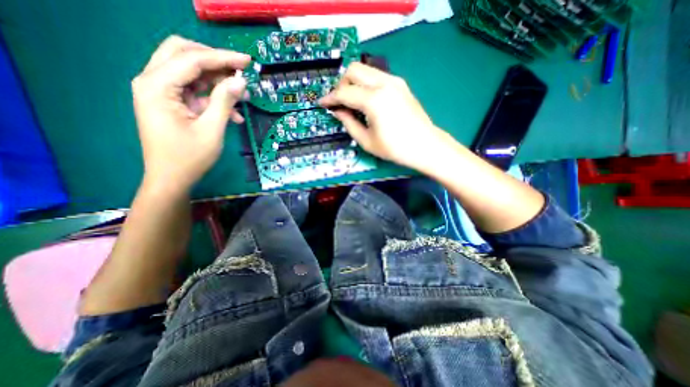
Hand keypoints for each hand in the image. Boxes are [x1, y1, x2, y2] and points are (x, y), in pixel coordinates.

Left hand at [132, 34, 251, 192]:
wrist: (171, 179)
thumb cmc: (190, 157)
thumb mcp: (212, 129)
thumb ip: (225, 101)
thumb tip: (240, 80)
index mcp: (157, 86)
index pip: (191, 59)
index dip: (222, 57)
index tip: (247, 61)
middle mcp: (153, 82)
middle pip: (183, 54)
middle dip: (215, 60)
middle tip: (240, 70)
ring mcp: (160, 92)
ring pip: (190, 72)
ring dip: (217, 81)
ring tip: (242, 95)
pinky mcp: (170, 103)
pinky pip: (194, 91)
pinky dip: (213, 98)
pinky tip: (233, 114)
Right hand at [319, 63, 446, 168]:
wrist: (425, 145)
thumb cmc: (395, 148)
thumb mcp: (366, 141)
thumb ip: (349, 123)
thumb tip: (338, 111)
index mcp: (374, 100)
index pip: (344, 93)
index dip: (330, 98)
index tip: (322, 103)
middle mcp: (384, 83)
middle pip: (353, 70)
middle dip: (341, 85)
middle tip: (339, 103)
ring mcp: (394, 81)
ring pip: (365, 70)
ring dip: (353, 82)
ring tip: (351, 102)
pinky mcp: (400, 84)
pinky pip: (376, 76)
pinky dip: (365, 84)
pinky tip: (366, 100)